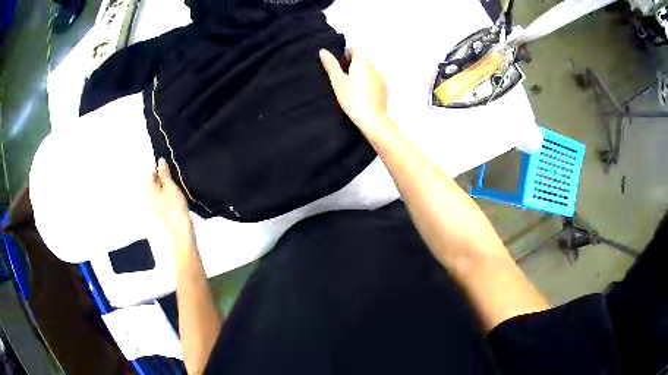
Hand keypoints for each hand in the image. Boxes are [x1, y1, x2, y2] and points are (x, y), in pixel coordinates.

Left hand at [148, 158, 192, 236]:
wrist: (181, 228)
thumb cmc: (175, 206)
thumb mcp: (170, 186)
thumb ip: (164, 173)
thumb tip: (160, 161)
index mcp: (149, 189)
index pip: (149, 173)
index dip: (158, 167)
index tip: (168, 165)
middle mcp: (149, 196)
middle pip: (153, 181)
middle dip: (161, 175)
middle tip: (172, 173)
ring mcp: (154, 204)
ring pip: (158, 189)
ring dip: (165, 184)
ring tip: (175, 182)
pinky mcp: (161, 210)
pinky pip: (161, 196)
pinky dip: (166, 192)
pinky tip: (174, 193)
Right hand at [319, 48, 391, 137]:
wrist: (371, 118)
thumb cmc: (352, 98)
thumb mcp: (337, 81)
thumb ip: (331, 65)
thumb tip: (323, 51)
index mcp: (362, 62)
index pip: (356, 48)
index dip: (347, 51)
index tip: (340, 60)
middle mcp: (374, 67)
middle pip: (363, 59)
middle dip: (354, 63)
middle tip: (342, 75)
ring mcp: (381, 78)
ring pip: (369, 70)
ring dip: (361, 73)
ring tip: (351, 85)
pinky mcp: (384, 89)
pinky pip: (375, 80)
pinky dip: (368, 82)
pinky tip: (361, 93)